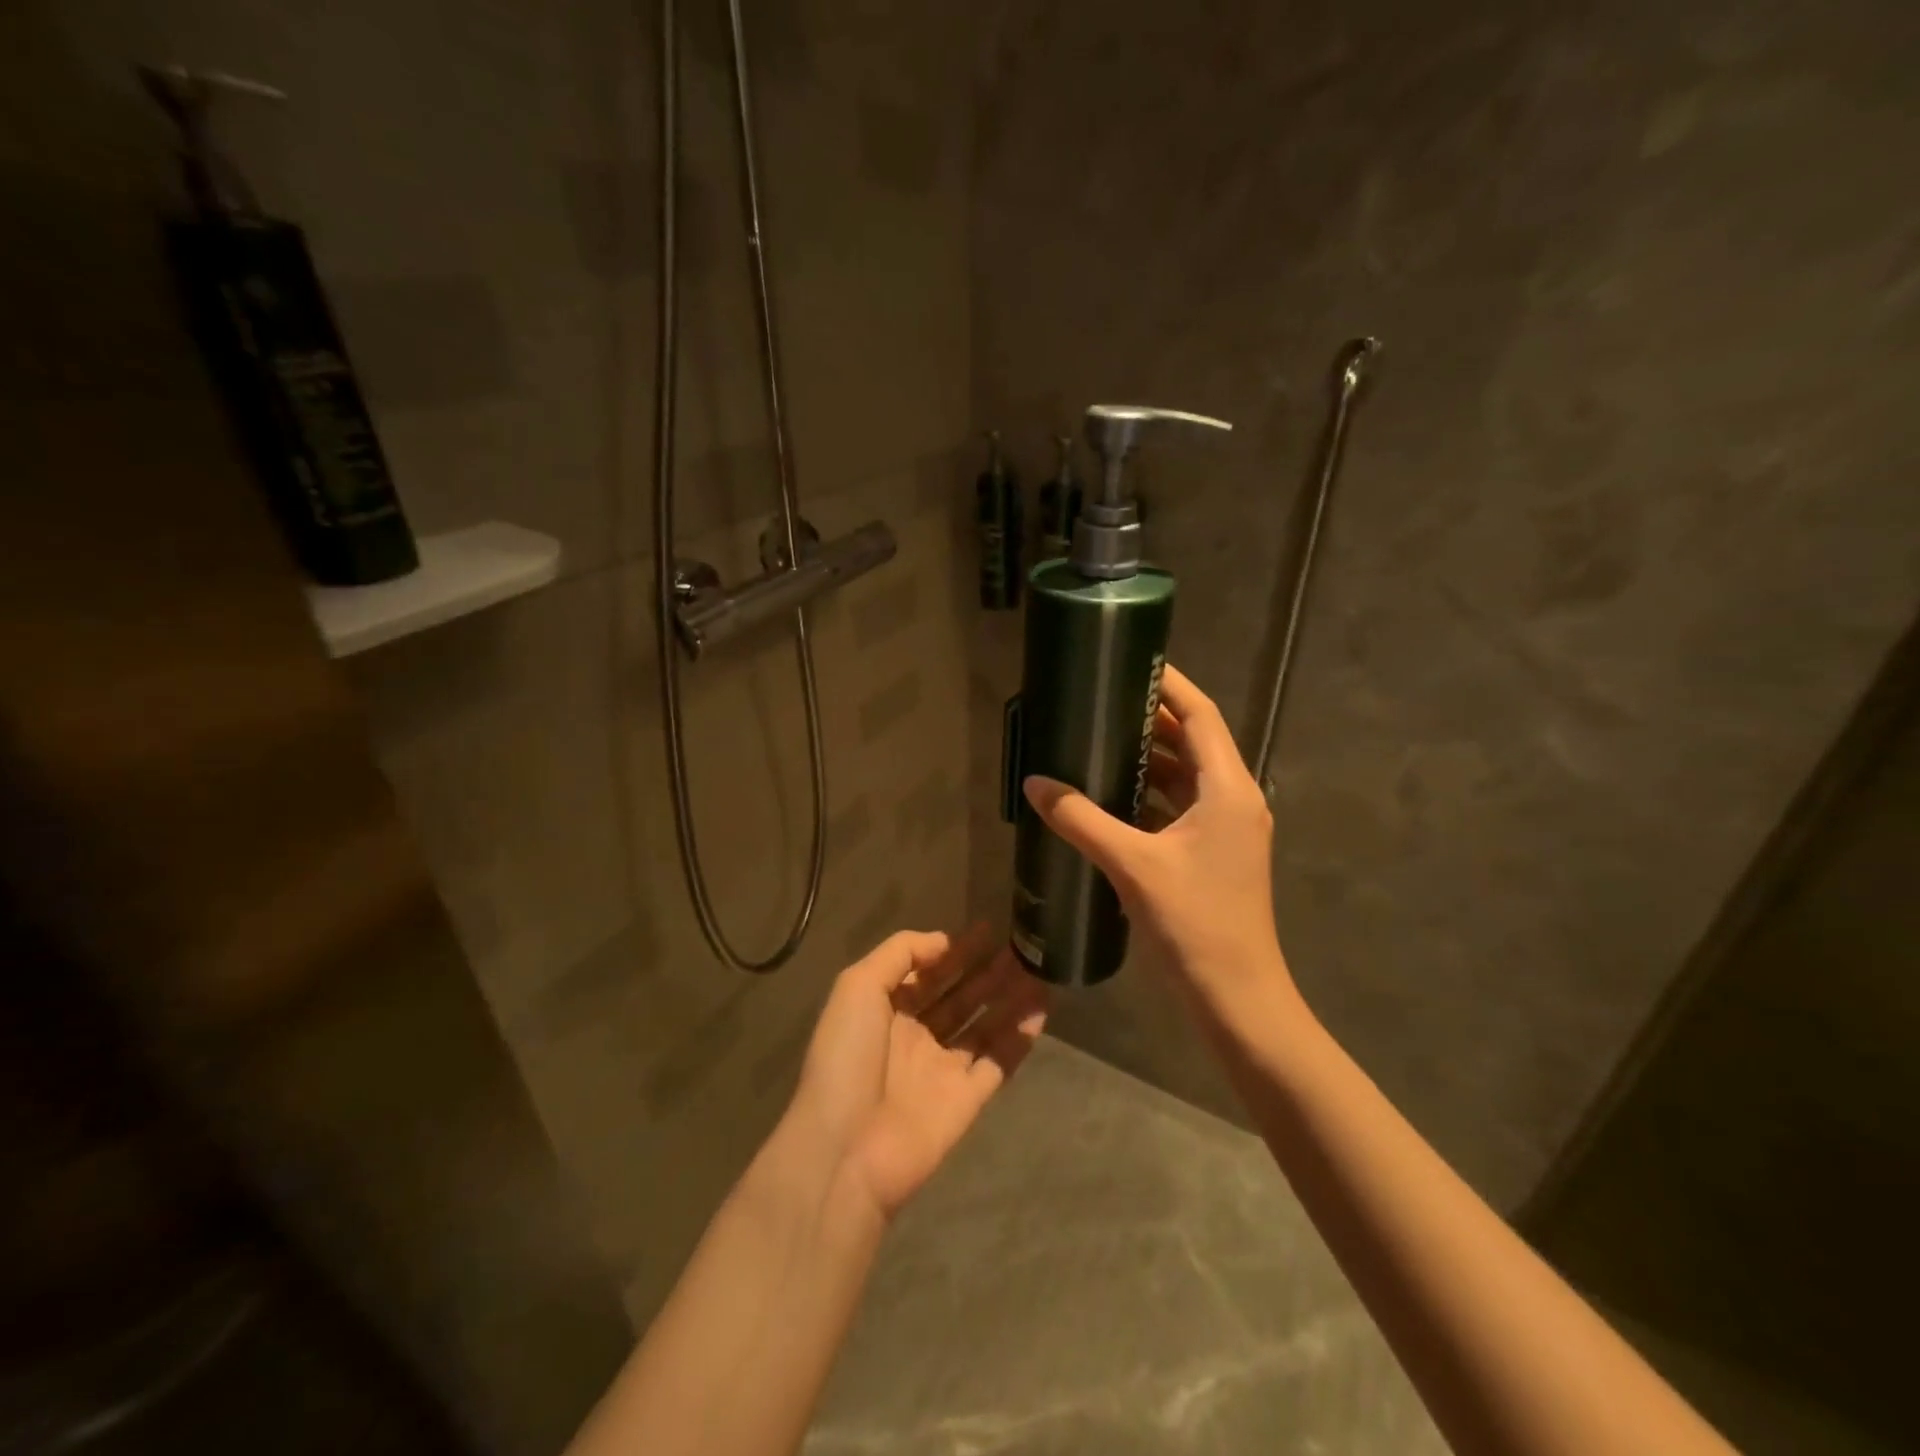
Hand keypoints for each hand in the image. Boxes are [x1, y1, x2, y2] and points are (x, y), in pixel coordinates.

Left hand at [784, 926, 1047, 1223]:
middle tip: (1021, 947)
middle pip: (960, 996)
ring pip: (984, 1026)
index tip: (989, 929)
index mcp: (885, 1011)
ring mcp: (942, 1070)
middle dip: (988, 971)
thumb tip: (943, 941)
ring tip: (1039, 971)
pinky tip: (1041, 1011)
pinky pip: (998, 1062)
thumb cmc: (846, 1058)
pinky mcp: (966, 1100)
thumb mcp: (857, 987)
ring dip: (1009, 999)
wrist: (845, 1150)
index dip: (956, 950)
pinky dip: (1019, 1039)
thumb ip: (899, 953)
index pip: (927, 972)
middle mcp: (916, 1037)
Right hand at [1023, 664, 1294, 1012]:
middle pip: (1193, 741)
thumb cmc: (1194, 924)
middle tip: (1101, 701)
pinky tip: (1111, 796)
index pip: (1200, 715)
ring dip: (1148, 757)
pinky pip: (1180, 806)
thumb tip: (1035, 783)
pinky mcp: (1215, 854)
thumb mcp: (1132, 866)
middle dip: (1150, 719)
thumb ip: (1081, 820)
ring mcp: (1227, 828)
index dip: (1169, 684)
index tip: (1131, 662)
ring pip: (1186, 776)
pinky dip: (1150, 793)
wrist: (1237, 998)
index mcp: (1227, 788)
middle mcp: (1233, 799)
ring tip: (1099, 740)